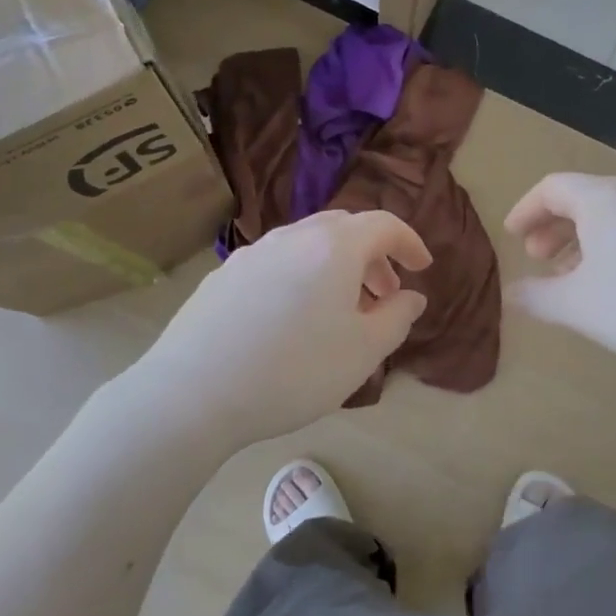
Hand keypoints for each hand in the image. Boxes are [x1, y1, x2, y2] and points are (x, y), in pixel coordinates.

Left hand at [122, 210, 430, 450]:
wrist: (194, 392)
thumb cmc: (294, 371)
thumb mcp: (363, 352)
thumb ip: (397, 318)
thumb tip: (411, 297)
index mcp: (333, 247)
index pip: (383, 224)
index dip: (409, 242)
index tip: (422, 267)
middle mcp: (292, 237)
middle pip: (343, 229)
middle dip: (372, 256)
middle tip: (383, 294)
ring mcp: (252, 253)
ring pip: (306, 245)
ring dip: (334, 267)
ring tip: (338, 310)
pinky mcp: (223, 276)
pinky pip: (276, 263)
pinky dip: (300, 276)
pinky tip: (290, 319)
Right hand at [505, 173, 615, 384]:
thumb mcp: (580, 308)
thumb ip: (538, 298)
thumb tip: (511, 292)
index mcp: (604, 200)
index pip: (552, 188)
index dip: (526, 209)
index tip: (512, 235)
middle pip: (587, 198)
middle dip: (556, 227)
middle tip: (540, 258)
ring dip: (590, 240)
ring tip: (581, 277)